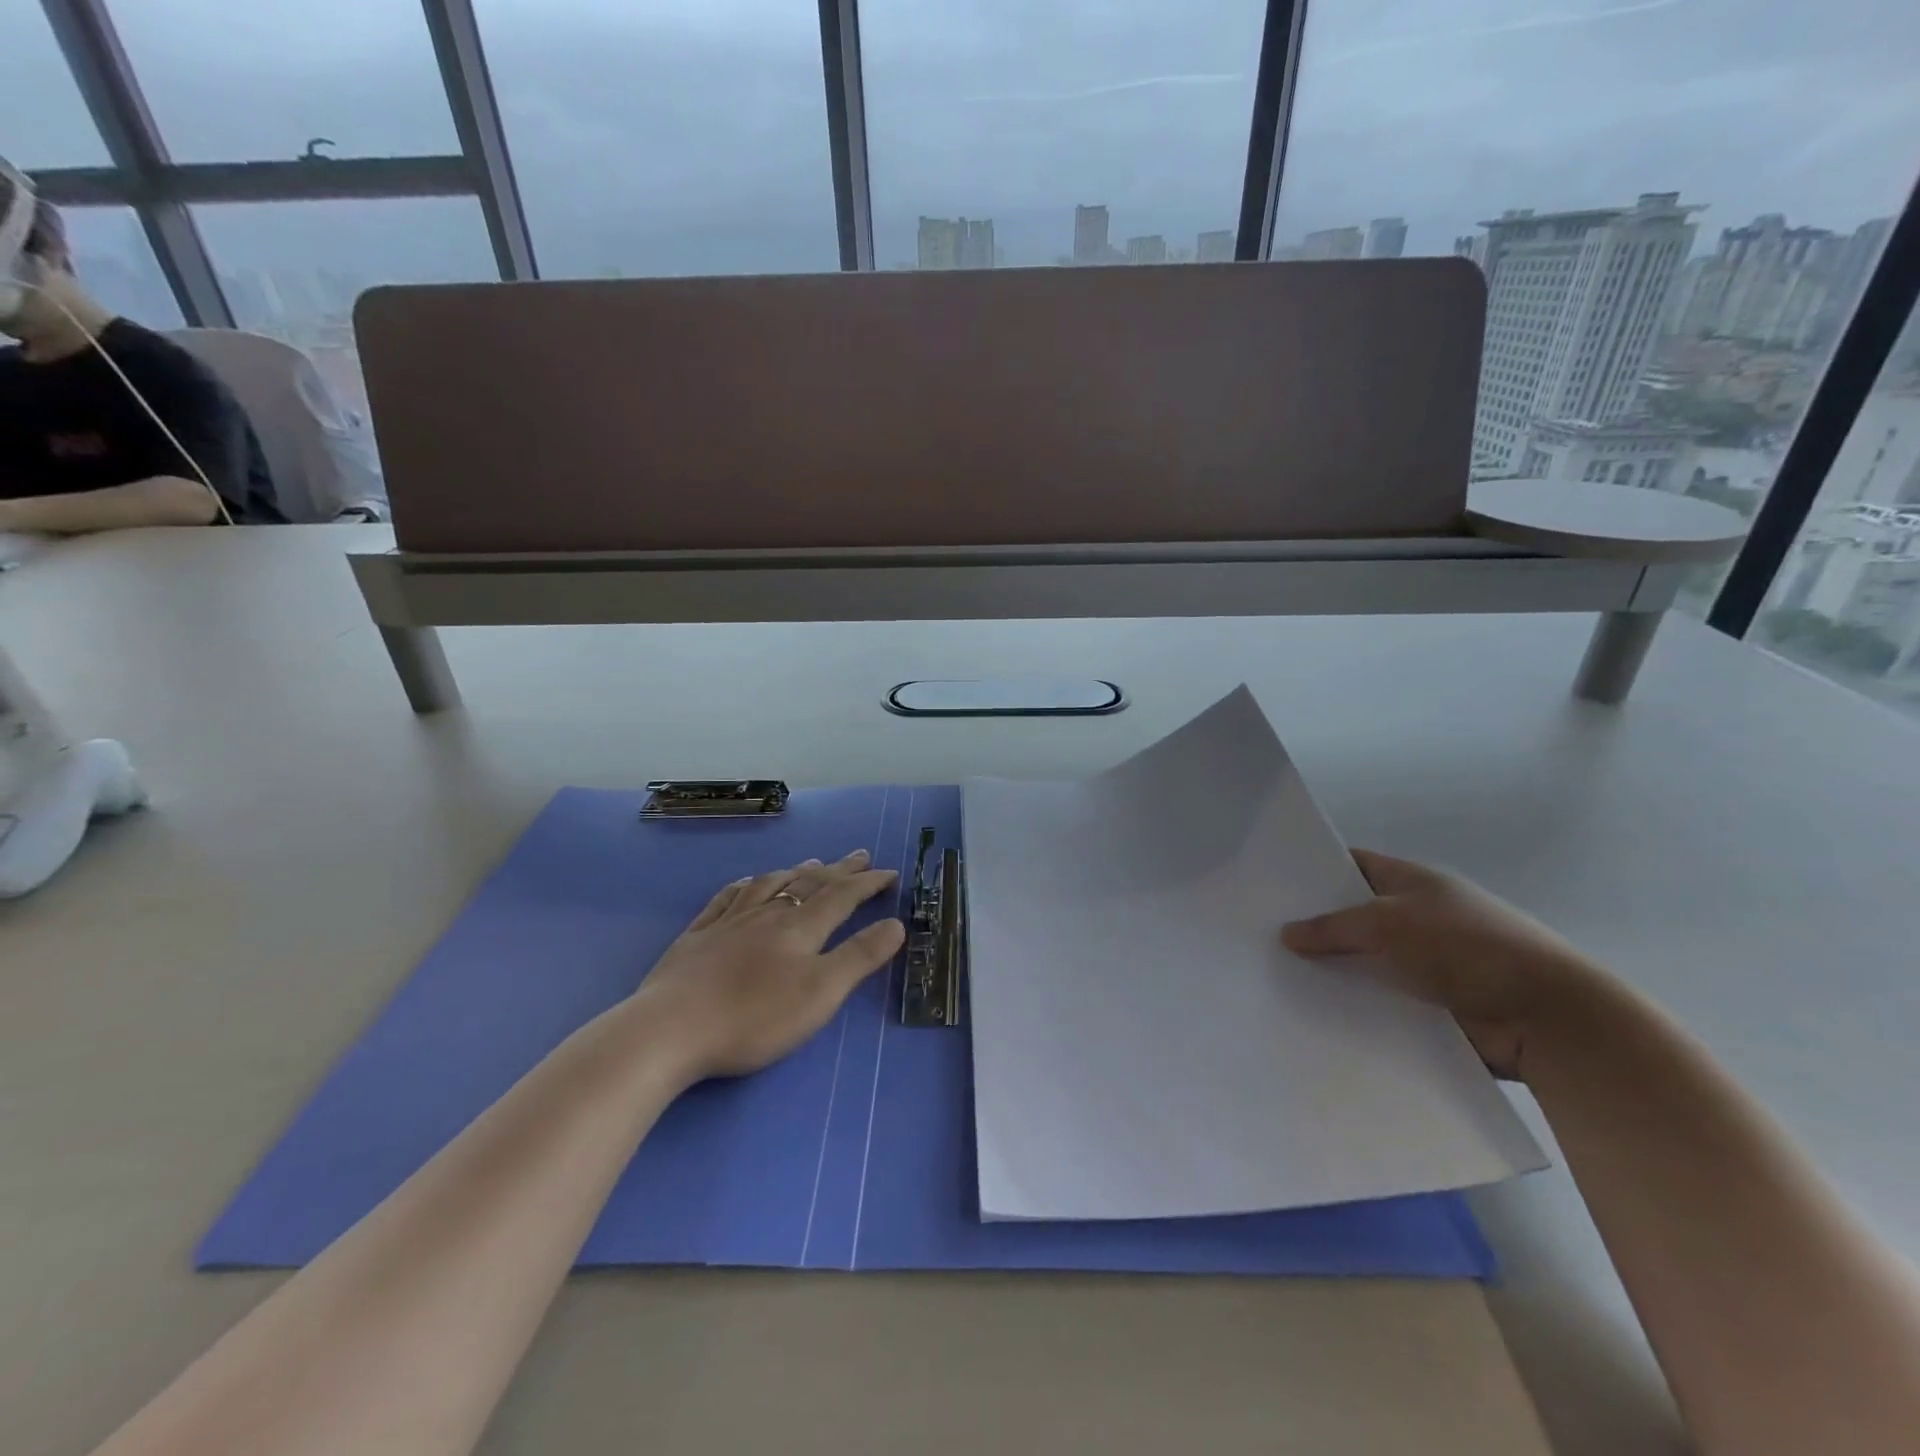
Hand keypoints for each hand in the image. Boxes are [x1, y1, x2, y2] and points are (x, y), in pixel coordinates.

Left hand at [635, 850, 905, 1080]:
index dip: (868, 883)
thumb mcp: (820, 993)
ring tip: (811, 863)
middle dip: (838, 870)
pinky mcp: (697, 937)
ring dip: (796, 871)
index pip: (842, 896)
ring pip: (769, 885)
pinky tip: (747, 883)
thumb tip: (896, 924)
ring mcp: (728, 922)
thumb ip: (860, 957)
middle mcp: (767, 914)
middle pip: (809, 884)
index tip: (890, 873)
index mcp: (800, 928)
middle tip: (859, 856)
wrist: (670, 1030)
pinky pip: (727, 898)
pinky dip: (745, 885)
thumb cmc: (754, 1017)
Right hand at [1281, 850, 1610, 1079]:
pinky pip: (1377, 1000)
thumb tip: (1287, 933)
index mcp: (1411, 883)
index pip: (1352, 865)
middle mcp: (1414, 919)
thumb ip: (1334, 926)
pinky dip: (1351, 1005)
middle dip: (1313, 926)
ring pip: (1361, 962)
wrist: (1546, 1019)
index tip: (1271, 884)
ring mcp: (1422, 963)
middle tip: (1258, 934)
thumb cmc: (1468, 948)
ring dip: (1330, 971)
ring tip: (1271, 976)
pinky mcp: (1426, 1006)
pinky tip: (1308, 1011)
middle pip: (1352, 917)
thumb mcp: (1389, 923)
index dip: (1314, 871)